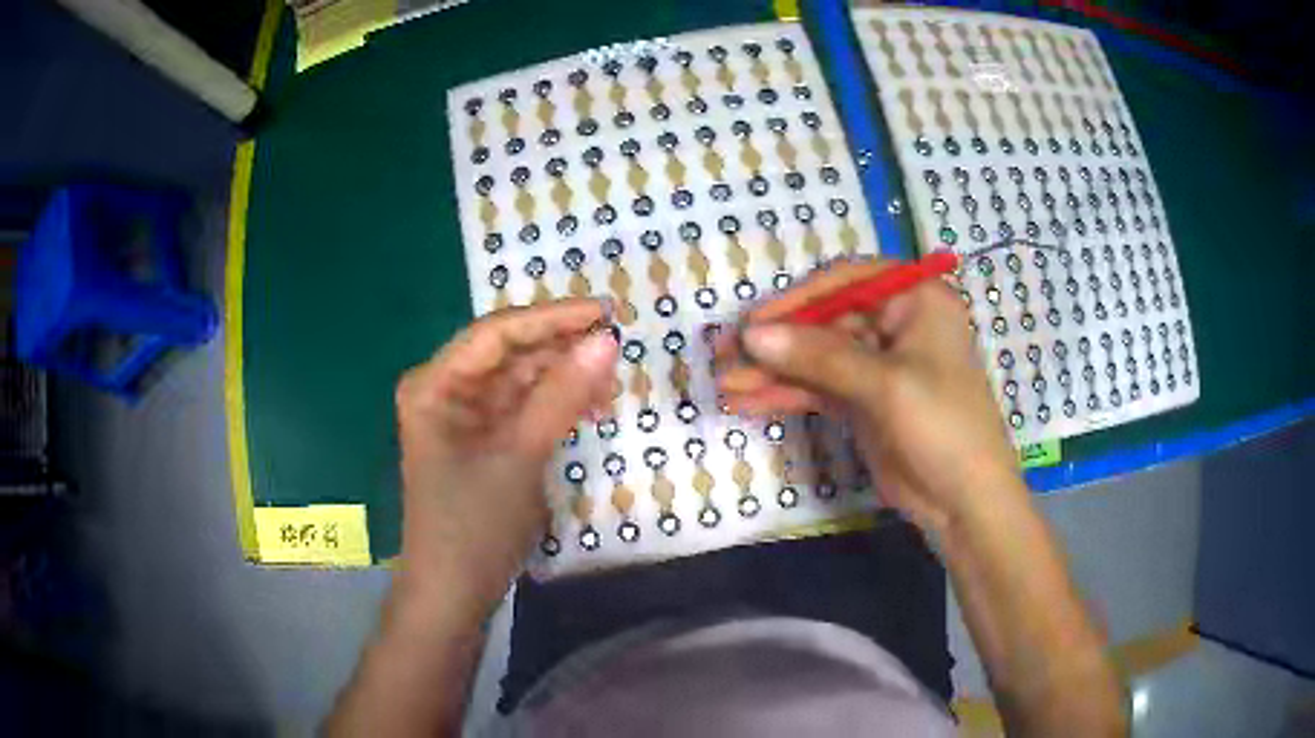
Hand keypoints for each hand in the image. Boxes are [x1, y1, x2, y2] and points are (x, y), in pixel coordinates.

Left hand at [393, 299, 616, 615]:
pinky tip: (589, 406)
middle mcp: (444, 390)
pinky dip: (554, 406)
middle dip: (561, 349)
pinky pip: (521, 410)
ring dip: (562, 378)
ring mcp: (463, 418)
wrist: (453, 596)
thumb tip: (608, 341)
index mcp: (434, 384)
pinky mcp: (481, 442)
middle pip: (508, 353)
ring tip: (611, 380)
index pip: (496, 333)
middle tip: (617, 346)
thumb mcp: (520, 456)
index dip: (552, 318)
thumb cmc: (473, 526)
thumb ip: (562, 395)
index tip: (606, 312)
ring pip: (519, 381)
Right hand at [717, 260, 1020, 534]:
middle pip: (824, 323)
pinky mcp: (863, 401)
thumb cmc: (942, 426)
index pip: (846, 283)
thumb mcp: (884, 385)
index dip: (796, 300)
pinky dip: (785, 395)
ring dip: (772, 373)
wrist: (964, 501)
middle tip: (723, 357)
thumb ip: (819, 357)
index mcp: (915, 299)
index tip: (752, 323)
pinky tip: (746, 402)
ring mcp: (877, 365)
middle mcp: (895, 324)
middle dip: (776, 344)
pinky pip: (817, 389)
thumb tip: (752, 334)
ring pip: (816, 359)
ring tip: (724, 386)